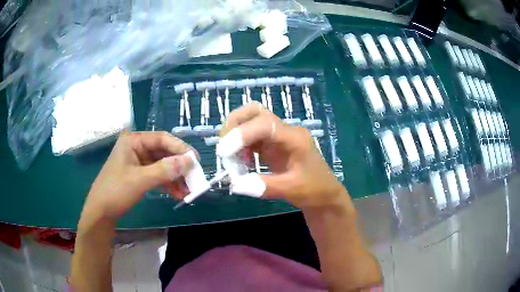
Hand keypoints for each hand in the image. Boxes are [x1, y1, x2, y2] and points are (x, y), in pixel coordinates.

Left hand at [81, 131, 194, 221]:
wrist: (101, 212)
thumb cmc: (116, 191)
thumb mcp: (140, 180)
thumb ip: (164, 170)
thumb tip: (189, 162)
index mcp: (133, 141)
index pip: (162, 139)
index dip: (180, 149)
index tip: (196, 161)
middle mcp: (137, 148)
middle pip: (164, 152)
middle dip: (179, 166)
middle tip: (194, 178)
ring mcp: (138, 162)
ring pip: (163, 165)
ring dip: (176, 177)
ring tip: (188, 191)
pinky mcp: (140, 174)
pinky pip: (158, 175)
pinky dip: (168, 184)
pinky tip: (178, 194)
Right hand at [220, 102, 347, 209]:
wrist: (324, 194)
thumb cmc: (314, 190)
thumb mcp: (291, 190)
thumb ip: (264, 187)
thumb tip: (235, 184)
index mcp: (295, 138)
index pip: (265, 125)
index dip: (241, 134)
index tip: (223, 152)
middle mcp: (285, 131)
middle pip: (255, 112)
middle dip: (234, 124)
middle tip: (224, 148)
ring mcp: (278, 136)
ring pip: (251, 121)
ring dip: (235, 135)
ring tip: (231, 158)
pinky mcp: (272, 144)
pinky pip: (251, 137)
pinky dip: (240, 145)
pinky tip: (241, 162)